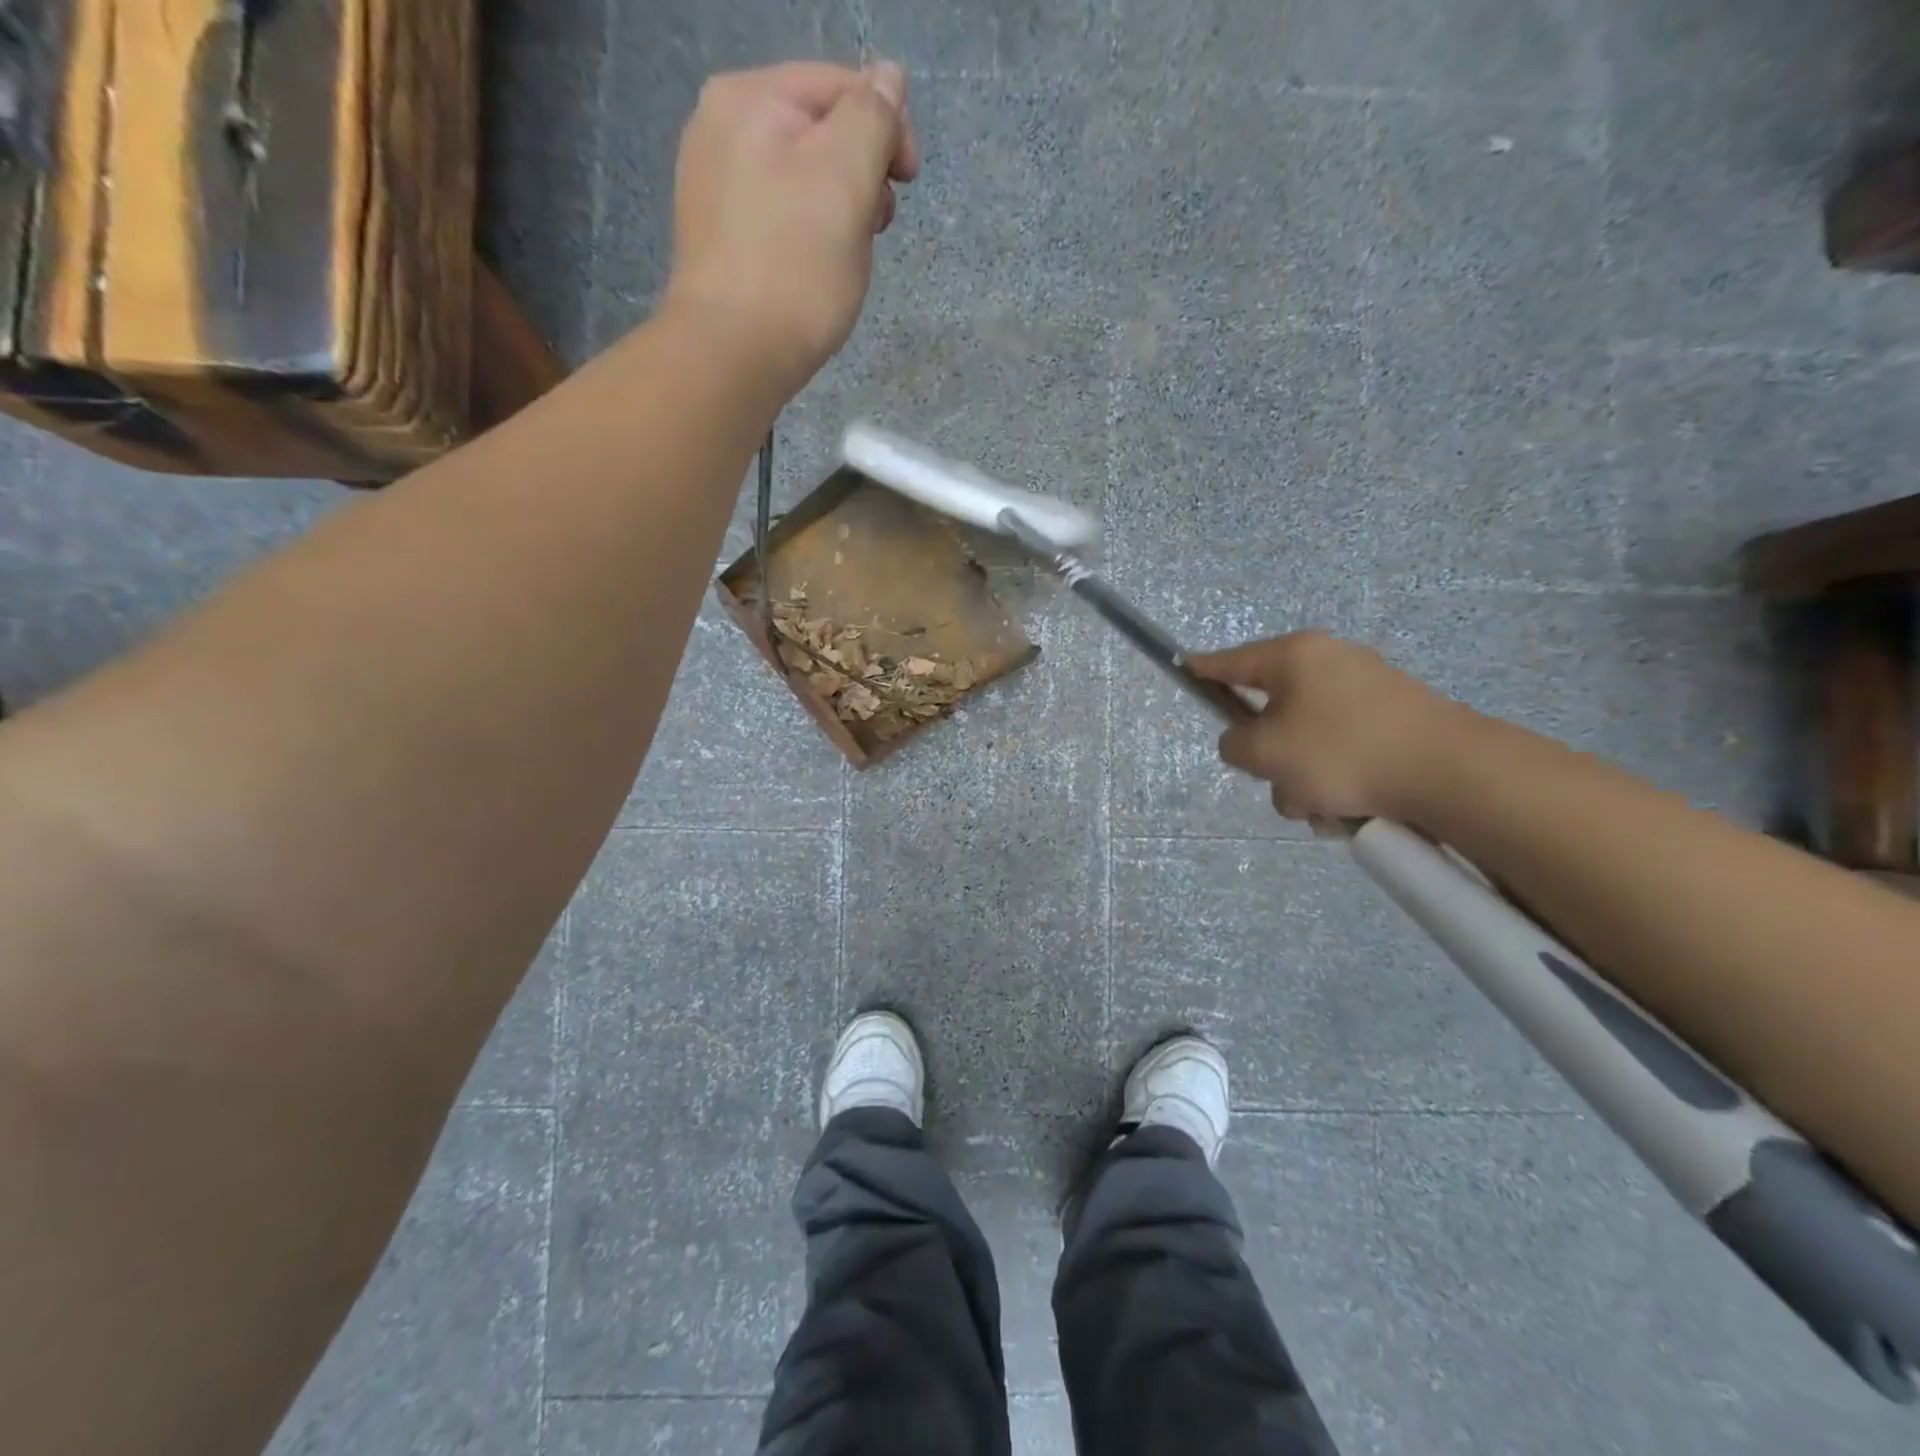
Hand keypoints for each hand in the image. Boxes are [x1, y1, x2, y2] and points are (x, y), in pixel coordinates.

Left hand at [661, 61, 919, 391]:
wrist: (733, 355)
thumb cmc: (796, 267)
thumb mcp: (847, 178)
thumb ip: (872, 117)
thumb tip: (888, 77)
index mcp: (749, 97)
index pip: (840, 86)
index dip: (887, 127)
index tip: (910, 182)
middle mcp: (721, 129)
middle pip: (820, 133)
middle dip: (860, 175)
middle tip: (874, 228)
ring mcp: (714, 187)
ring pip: (803, 181)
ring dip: (839, 212)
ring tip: (845, 259)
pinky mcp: (720, 241)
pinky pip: (781, 220)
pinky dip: (809, 238)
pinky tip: (816, 273)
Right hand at [1190, 632, 1473, 824]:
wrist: (1451, 772)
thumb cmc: (1343, 752)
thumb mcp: (1265, 753)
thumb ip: (1234, 744)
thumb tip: (1247, 742)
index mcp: (1295, 657)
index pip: (1231, 660)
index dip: (1202, 669)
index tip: (1183, 667)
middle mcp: (1329, 664)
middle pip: (1271, 711)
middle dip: (1270, 756)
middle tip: (1282, 781)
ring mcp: (1366, 690)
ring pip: (1306, 740)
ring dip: (1303, 779)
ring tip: (1324, 807)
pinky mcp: (1393, 721)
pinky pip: (1342, 751)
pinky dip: (1338, 780)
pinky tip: (1352, 808)